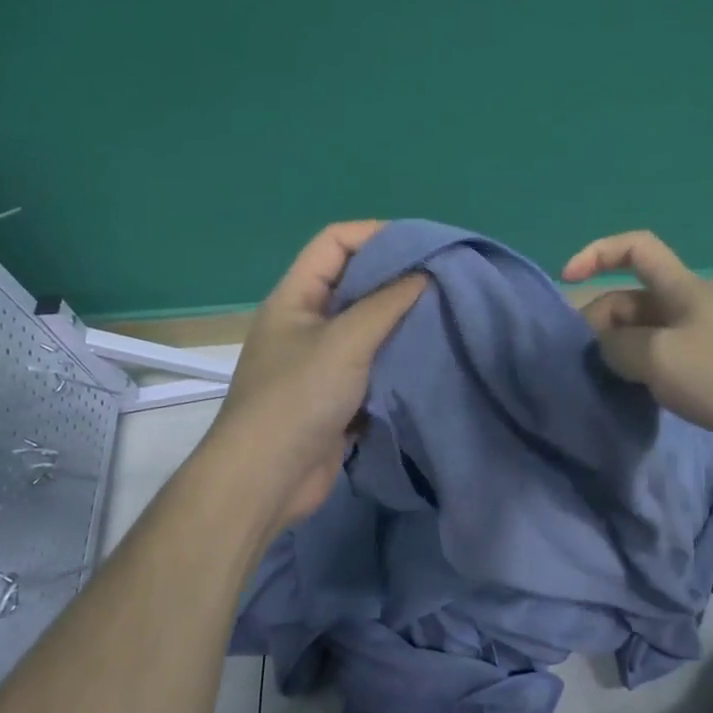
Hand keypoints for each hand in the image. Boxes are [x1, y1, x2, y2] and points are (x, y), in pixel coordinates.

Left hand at [208, 221, 426, 531]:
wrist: (266, 479)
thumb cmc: (298, 397)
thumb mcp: (345, 340)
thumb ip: (387, 303)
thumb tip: (427, 272)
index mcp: (295, 297)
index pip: (334, 242)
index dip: (376, 233)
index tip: (423, 244)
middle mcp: (306, 323)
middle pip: (354, 283)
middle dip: (396, 279)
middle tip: (444, 280)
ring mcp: (320, 362)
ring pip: (367, 328)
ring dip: (401, 323)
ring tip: (445, 316)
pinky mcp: (336, 396)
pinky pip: (372, 366)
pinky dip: (397, 360)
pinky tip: (430, 359)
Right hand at [562, 230, 712, 472]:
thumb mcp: (658, 356)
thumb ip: (618, 348)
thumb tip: (605, 351)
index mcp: (678, 289)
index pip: (635, 248)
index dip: (597, 253)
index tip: (567, 279)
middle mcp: (686, 309)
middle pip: (629, 301)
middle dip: (599, 323)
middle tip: (584, 364)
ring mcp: (699, 342)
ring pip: (643, 337)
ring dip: (617, 354)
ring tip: (600, 384)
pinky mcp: (709, 374)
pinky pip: (661, 364)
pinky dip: (640, 376)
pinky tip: (630, 400)